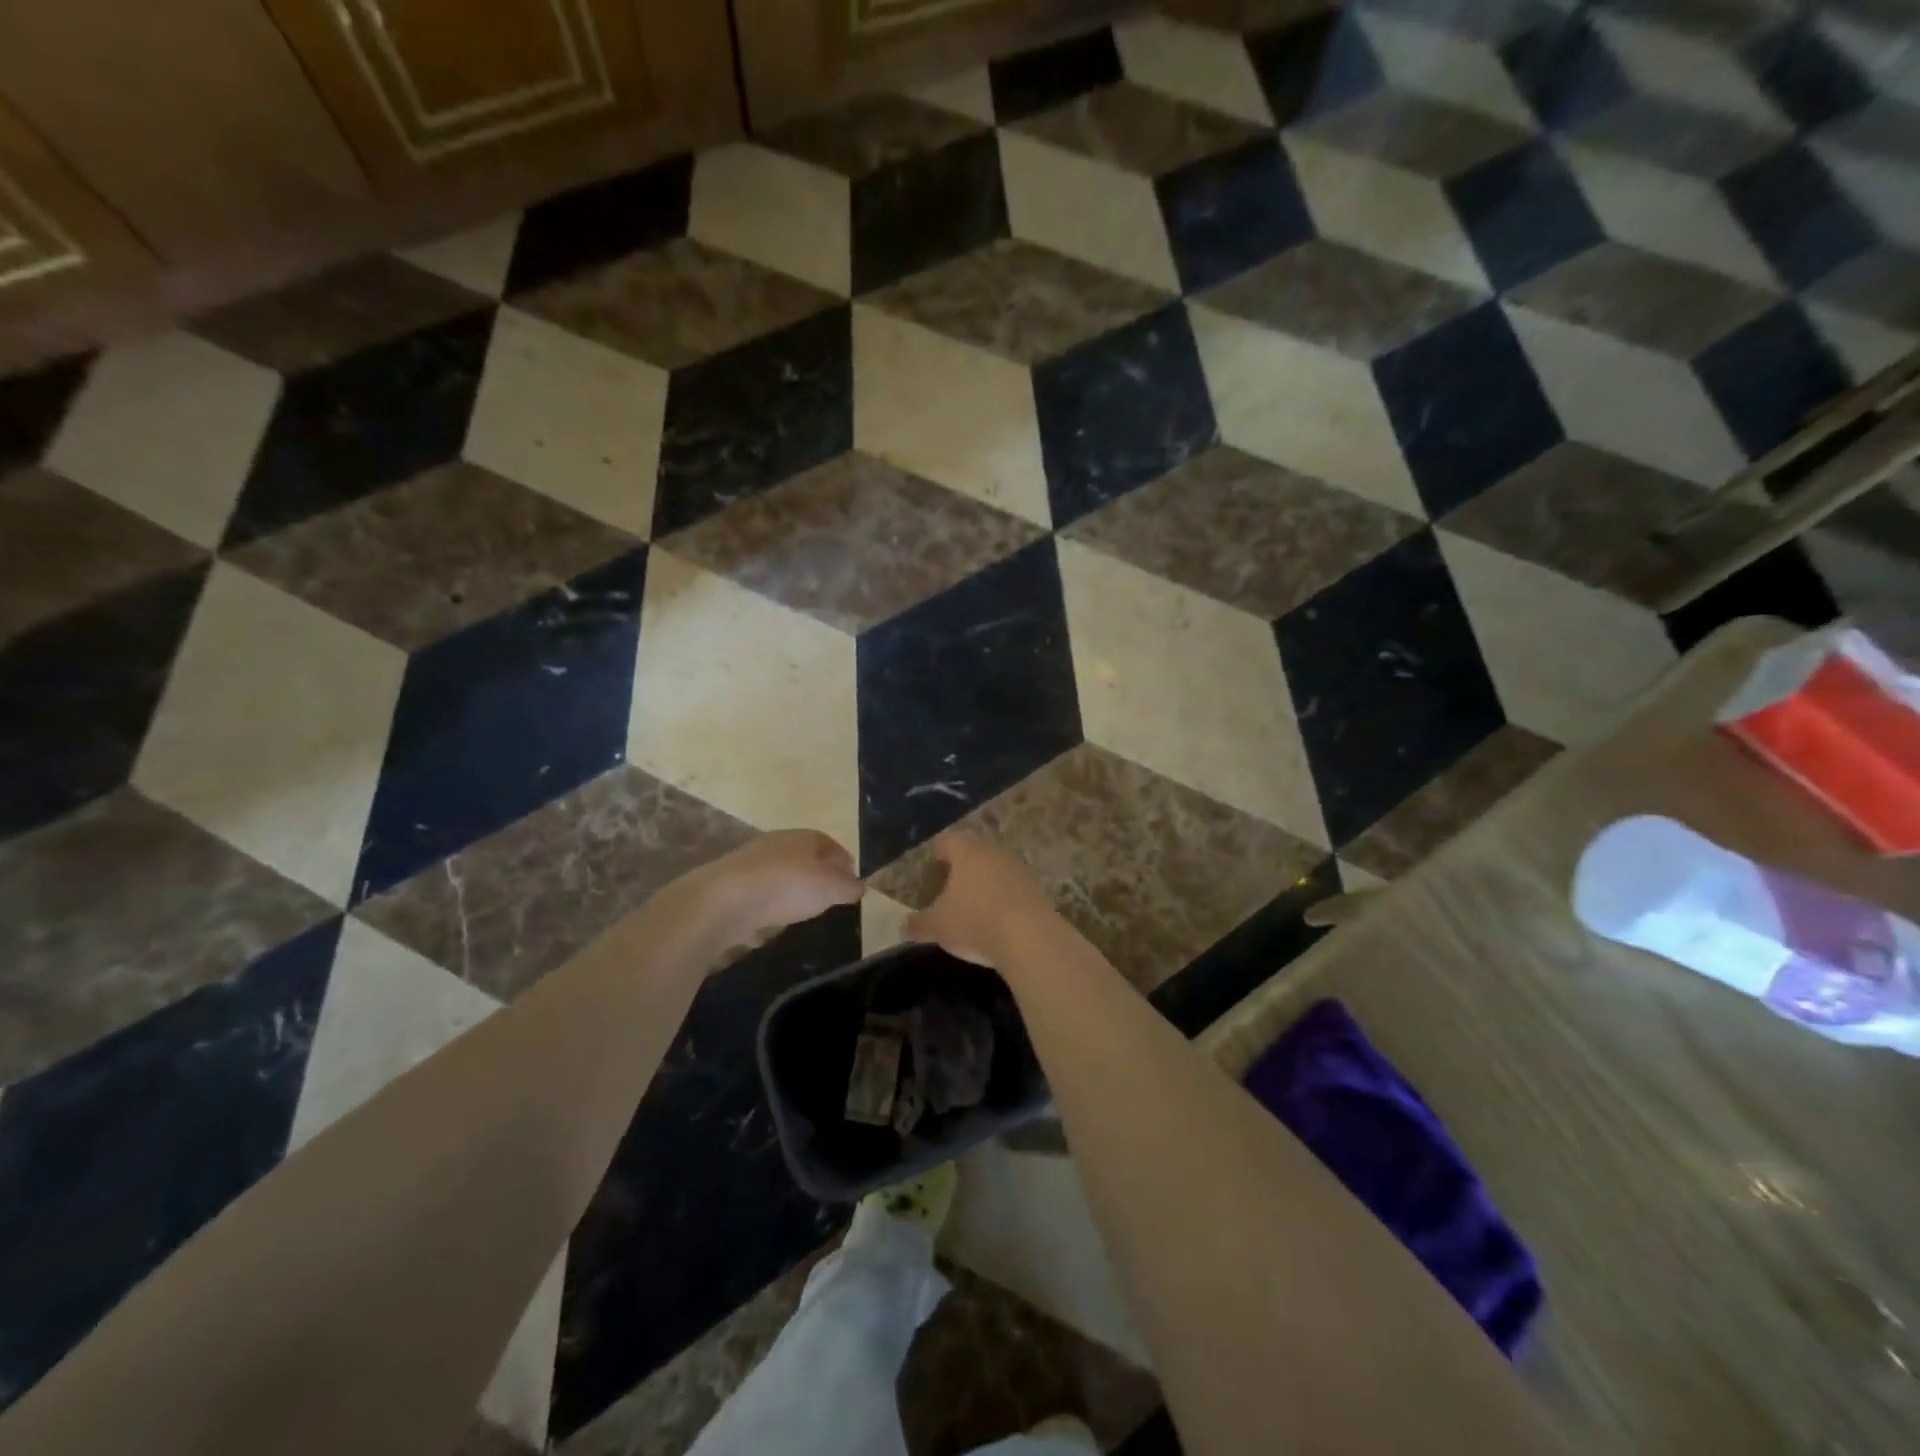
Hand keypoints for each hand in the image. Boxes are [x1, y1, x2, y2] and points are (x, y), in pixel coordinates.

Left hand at [691, 830, 862, 944]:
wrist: (724, 899)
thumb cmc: (787, 886)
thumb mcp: (830, 889)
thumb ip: (849, 888)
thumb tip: (859, 886)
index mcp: (805, 837)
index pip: (831, 845)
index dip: (844, 863)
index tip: (851, 883)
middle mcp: (779, 841)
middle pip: (806, 856)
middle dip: (819, 874)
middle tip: (829, 897)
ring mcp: (752, 859)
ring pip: (782, 871)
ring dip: (793, 887)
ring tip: (802, 910)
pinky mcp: (732, 881)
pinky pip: (761, 888)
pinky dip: (771, 899)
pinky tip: (773, 916)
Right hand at [905, 833, 1057, 969]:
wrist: (1030, 937)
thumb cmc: (974, 921)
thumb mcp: (937, 927)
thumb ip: (918, 924)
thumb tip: (903, 925)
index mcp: (966, 851)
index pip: (947, 841)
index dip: (938, 854)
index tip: (932, 867)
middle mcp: (993, 851)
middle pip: (974, 851)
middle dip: (963, 867)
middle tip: (950, 886)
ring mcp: (1018, 867)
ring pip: (996, 867)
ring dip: (986, 882)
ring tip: (974, 904)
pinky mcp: (1036, 887)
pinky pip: (1013, 886)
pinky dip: (1004, 897)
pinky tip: (997, 918)